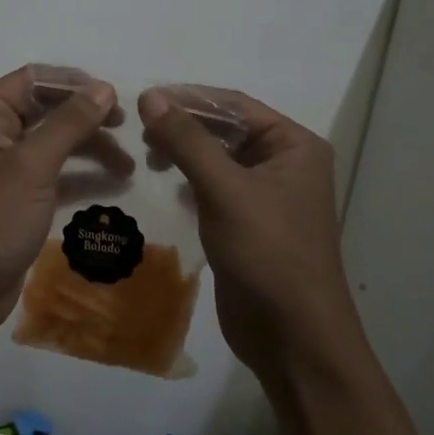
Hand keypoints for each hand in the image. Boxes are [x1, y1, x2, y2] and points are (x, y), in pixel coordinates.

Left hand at [0, 67, 128, 342]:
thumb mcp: (31, 167)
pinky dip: (80, 176)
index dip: (75, 83)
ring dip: (89, 148)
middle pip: (45, 110)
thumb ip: (69, 123)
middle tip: (127, 127)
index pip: (33, 79)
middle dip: (86, 117)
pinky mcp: (15, 199)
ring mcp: (2, 169)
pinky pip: (52, 175)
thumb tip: (104, 87)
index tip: (115, 97)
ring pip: (52, 143)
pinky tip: (113, 184)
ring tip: (128, 164)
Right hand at [138, 86, 352, 381]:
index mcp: (294, 145)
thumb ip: (188, 140)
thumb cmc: (269, 254)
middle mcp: (284, 163)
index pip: (235, 105)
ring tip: (147, 156)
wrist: (294, 339)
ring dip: (184, 152)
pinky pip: (214, 187)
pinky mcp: (248, 222)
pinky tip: (163, 183)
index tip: (143, 98)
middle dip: (184, 126)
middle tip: (139, 130)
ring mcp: (266, 195)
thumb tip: (151, 96)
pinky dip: (189, 180)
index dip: (189, 97)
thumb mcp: (226, 190)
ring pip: (217, 158)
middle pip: (226, 129)